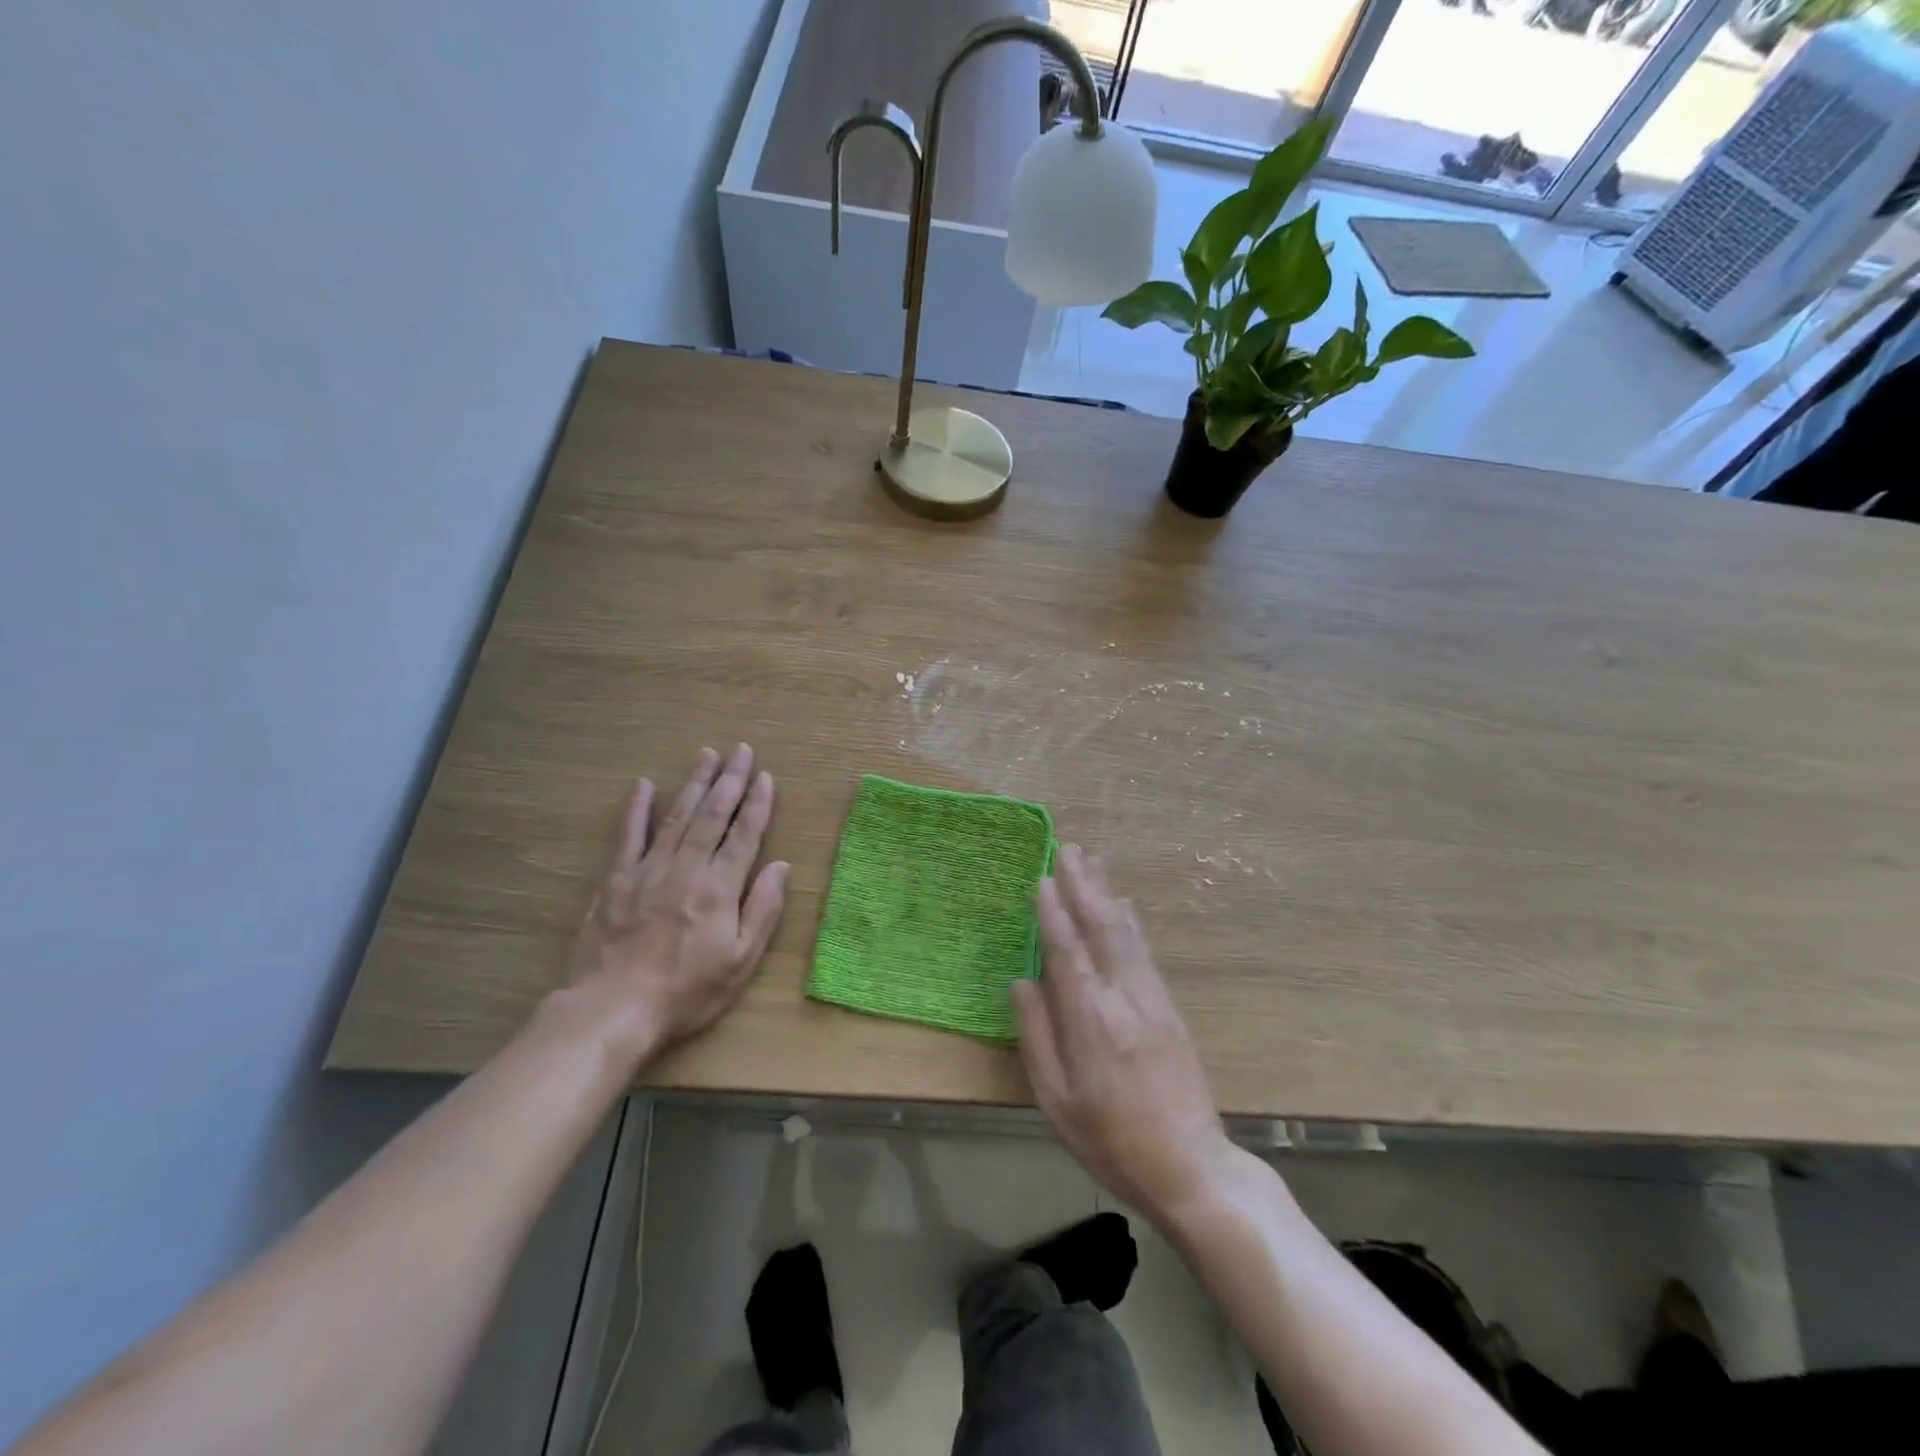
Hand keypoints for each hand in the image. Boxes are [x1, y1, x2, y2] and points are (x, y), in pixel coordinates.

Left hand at [570, 744, 788, 1052]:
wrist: (614, 1009)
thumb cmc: (687, 991)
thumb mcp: (741, 961)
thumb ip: (763, 910)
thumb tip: (781, 866)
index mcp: (720, 888)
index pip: (744, 835)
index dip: (758, 804)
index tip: (766, 777)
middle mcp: (687, 868)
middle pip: (713, 815)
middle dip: (730, 780)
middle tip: (742, 750)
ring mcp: (649, 870)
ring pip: (678, 816)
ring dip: (694, 783)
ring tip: (707, 755)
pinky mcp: (616, 880)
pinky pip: (629, 836)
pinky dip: (637, 809)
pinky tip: (643, 785)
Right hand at [1013, 845, 1235, 1225]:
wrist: (1190, 1167)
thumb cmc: (1110, 1140)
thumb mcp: (1056, 1101)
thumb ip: (1037, 1036)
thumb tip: (1021, 981)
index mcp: (1091, 1022)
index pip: (1068, 952)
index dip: (1053, 912)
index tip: (1041, 877)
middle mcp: (1124, 999)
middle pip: (1101, 929)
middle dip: (1082, 886)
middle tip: (1067, 848)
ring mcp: (1153, 1000)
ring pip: (1126, 933)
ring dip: (1106, 892)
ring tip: (1091, 861)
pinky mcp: (1170, 1008)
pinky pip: (1145, 951)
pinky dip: (1130, 921)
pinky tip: (1123, 904)